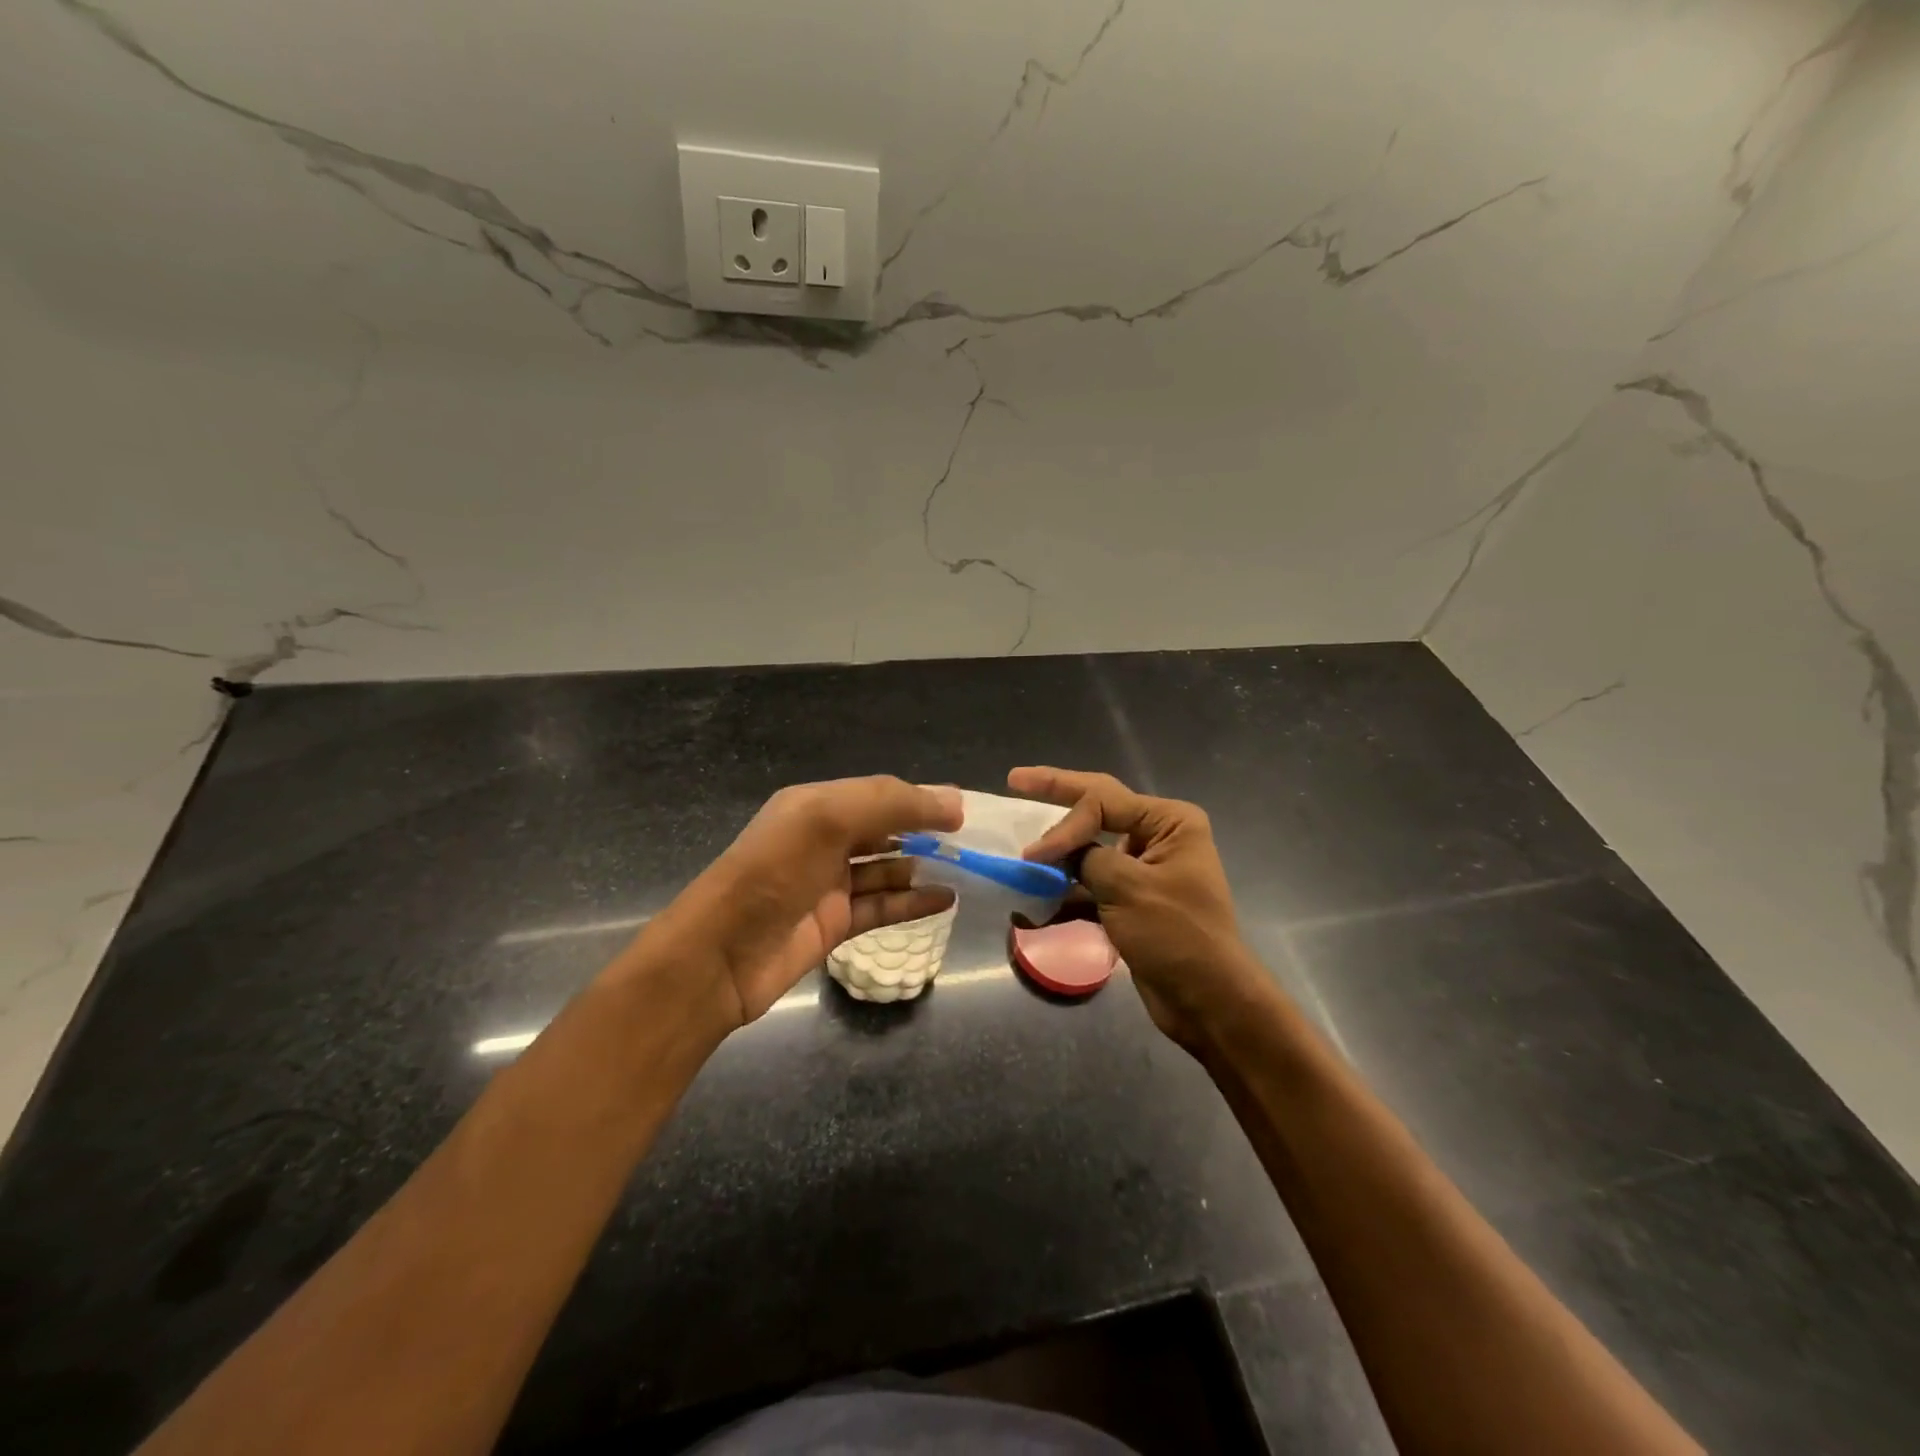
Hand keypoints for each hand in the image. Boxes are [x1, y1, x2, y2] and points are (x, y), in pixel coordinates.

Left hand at [637, 777, 962, 1026]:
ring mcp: (829, 884)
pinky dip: (913, 902)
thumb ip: (892, 804)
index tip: (964, 810)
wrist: (720, 956)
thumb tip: (954, 800)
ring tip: (964, 866)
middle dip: (924, 830)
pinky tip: (946, 900)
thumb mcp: (828, 819)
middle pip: (884, 828)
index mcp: (816, 805)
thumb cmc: (773, 874)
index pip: (879, 793)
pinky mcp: (834, 924)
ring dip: (922, 866)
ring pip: (886, 868)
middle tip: (970, 840)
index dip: (920, 798)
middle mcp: (824, 839)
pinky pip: (882, 907)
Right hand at [1010, 767, 1271, 1052]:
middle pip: (1098, 807)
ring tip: (1023, 840)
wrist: (1208, 1001)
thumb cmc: (1176, 936)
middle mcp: (1160, 835)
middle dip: (1057, 795)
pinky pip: (1093, 880)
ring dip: (1059, 850)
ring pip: (1091, 847)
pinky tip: (1038, 894)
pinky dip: (1067, 886)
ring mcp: (1146, 867)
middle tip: (1016, 779)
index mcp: (1169, 821)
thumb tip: (1053, 852)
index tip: (1034, 856)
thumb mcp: (1127, 888)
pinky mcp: (1134, 898)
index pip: (1103, 801)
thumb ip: (1085, 859)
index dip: (1063, 823)